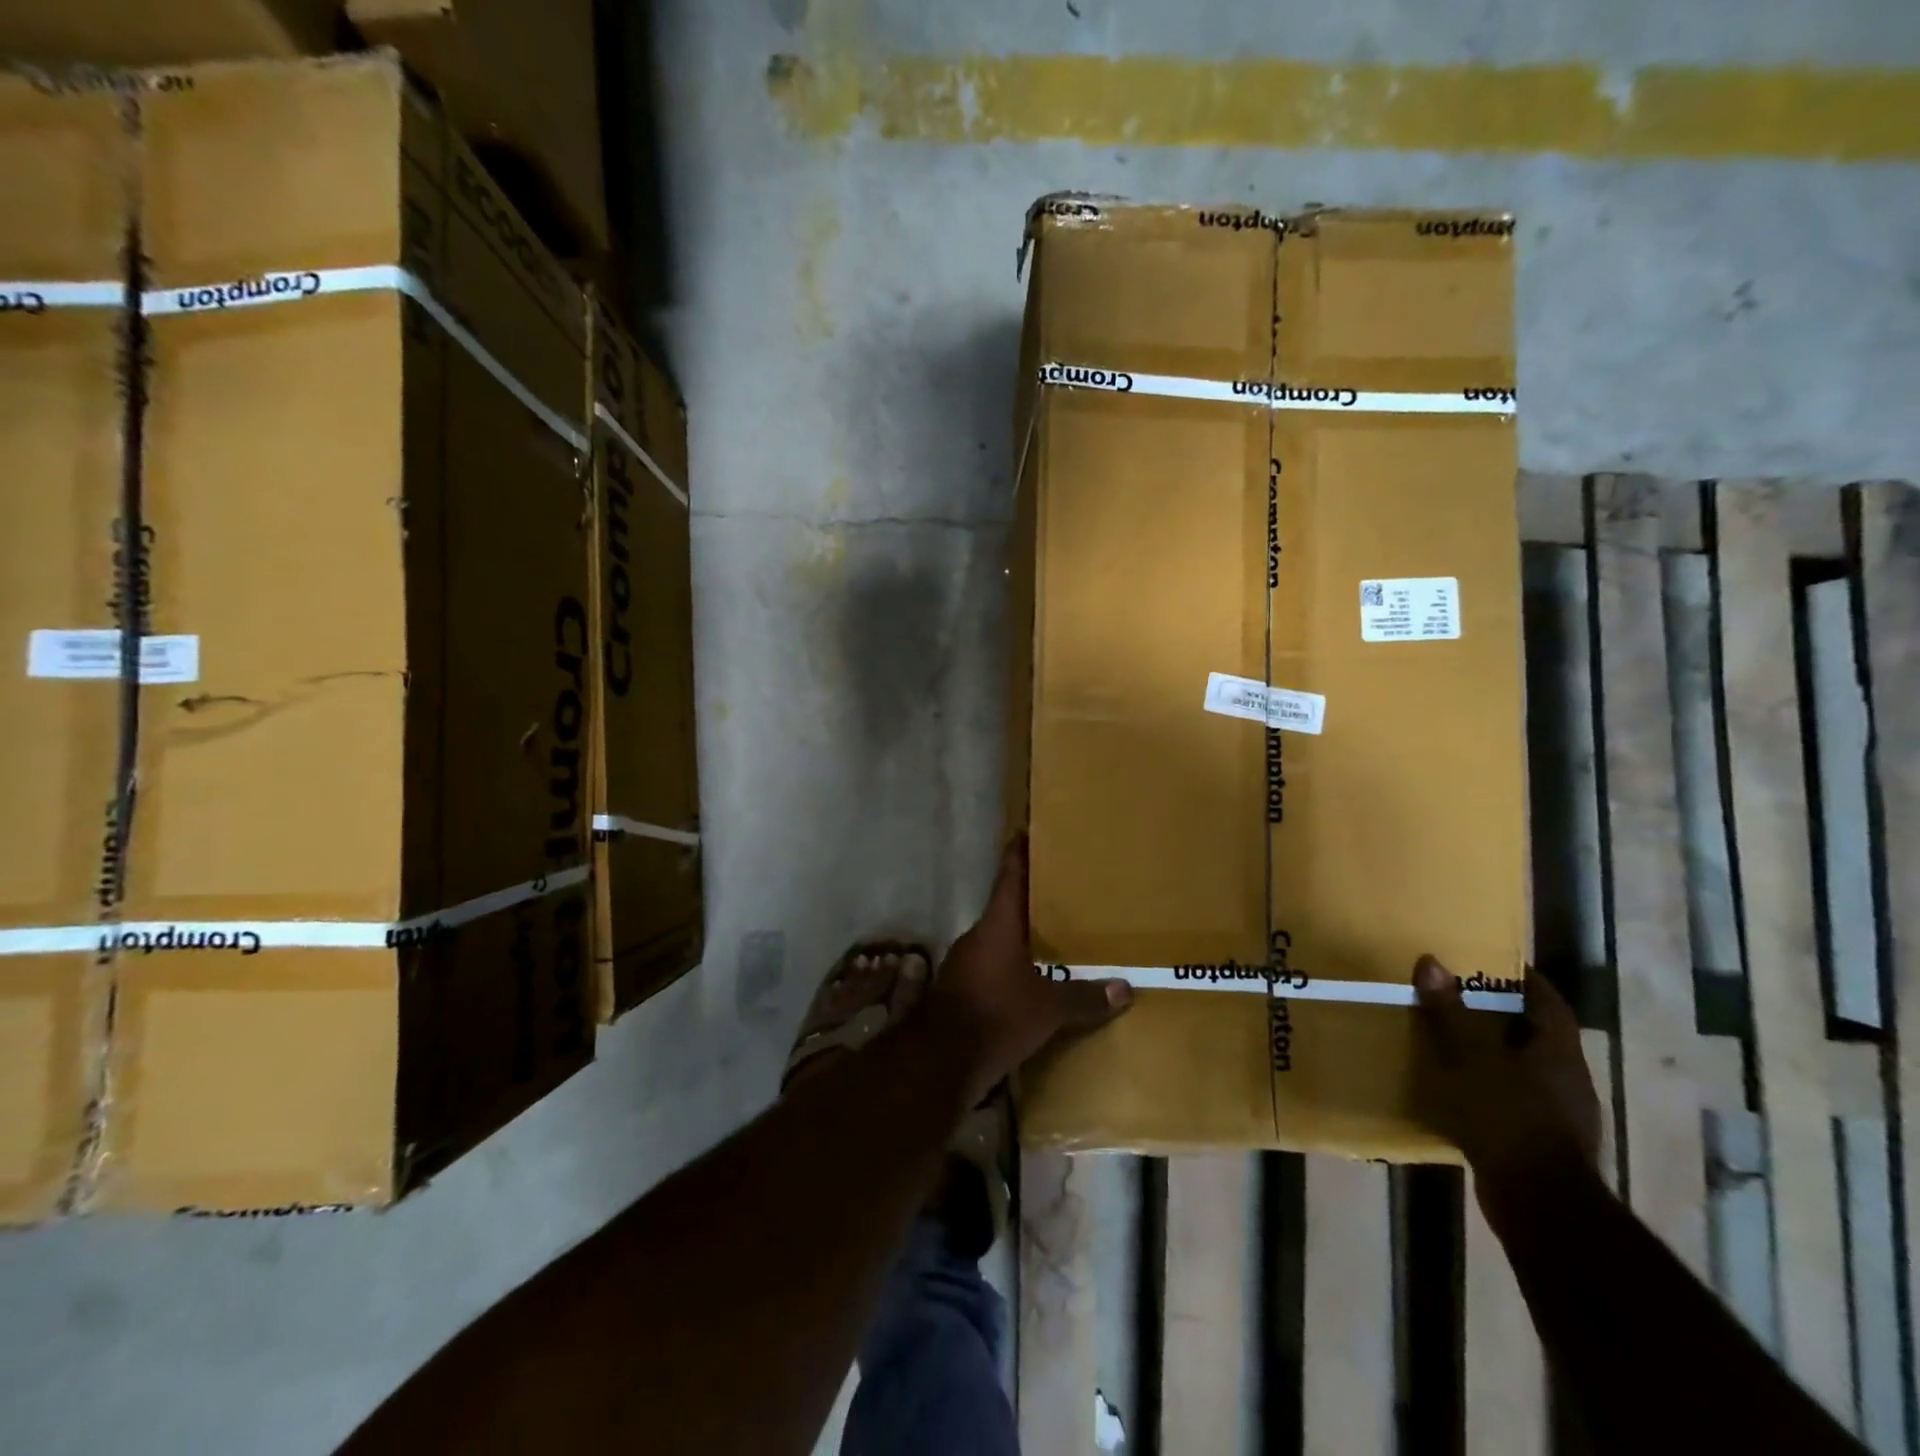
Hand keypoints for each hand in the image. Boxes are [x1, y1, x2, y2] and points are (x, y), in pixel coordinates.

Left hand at [928, 836, 1132, 1102]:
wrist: (940, 1062)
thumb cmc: (996, 1017)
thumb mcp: (1048, 1009)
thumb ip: (1085, 998)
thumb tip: (1126, 989)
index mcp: (997, 925)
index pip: (1010, 876)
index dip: (1019, 852)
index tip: (1028, 829)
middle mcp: (978, 935)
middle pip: (1006, 907)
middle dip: (1032, 900)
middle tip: (1062, 891)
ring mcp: (965, 962)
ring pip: (999, 938)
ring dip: (1022, 936)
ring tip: (1054, 936)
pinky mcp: (961, 988)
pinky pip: (992, 965)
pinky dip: (1012, 966)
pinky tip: (1032, 979)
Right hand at [1413, 957, 1601, 1203]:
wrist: (1539, 1204)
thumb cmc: (1508, 1117)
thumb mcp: (1470, 1058)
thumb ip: (1451, 1012)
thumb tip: (1432, 962)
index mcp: (1559, 1053)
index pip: (1549, 1002)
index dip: (1525, 980)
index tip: (1494, 962)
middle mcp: (1568, 1080)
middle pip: (1537, 1035)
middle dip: (1503, 1015)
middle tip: (1461, 996)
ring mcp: (1560, 1115)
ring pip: (1526, 1069)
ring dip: (1495, 1053)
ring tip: (1453, 1040)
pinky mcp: (1542, 1143)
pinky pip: (1515, 1100)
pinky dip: (1490, 1088)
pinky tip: (1460, 1090)